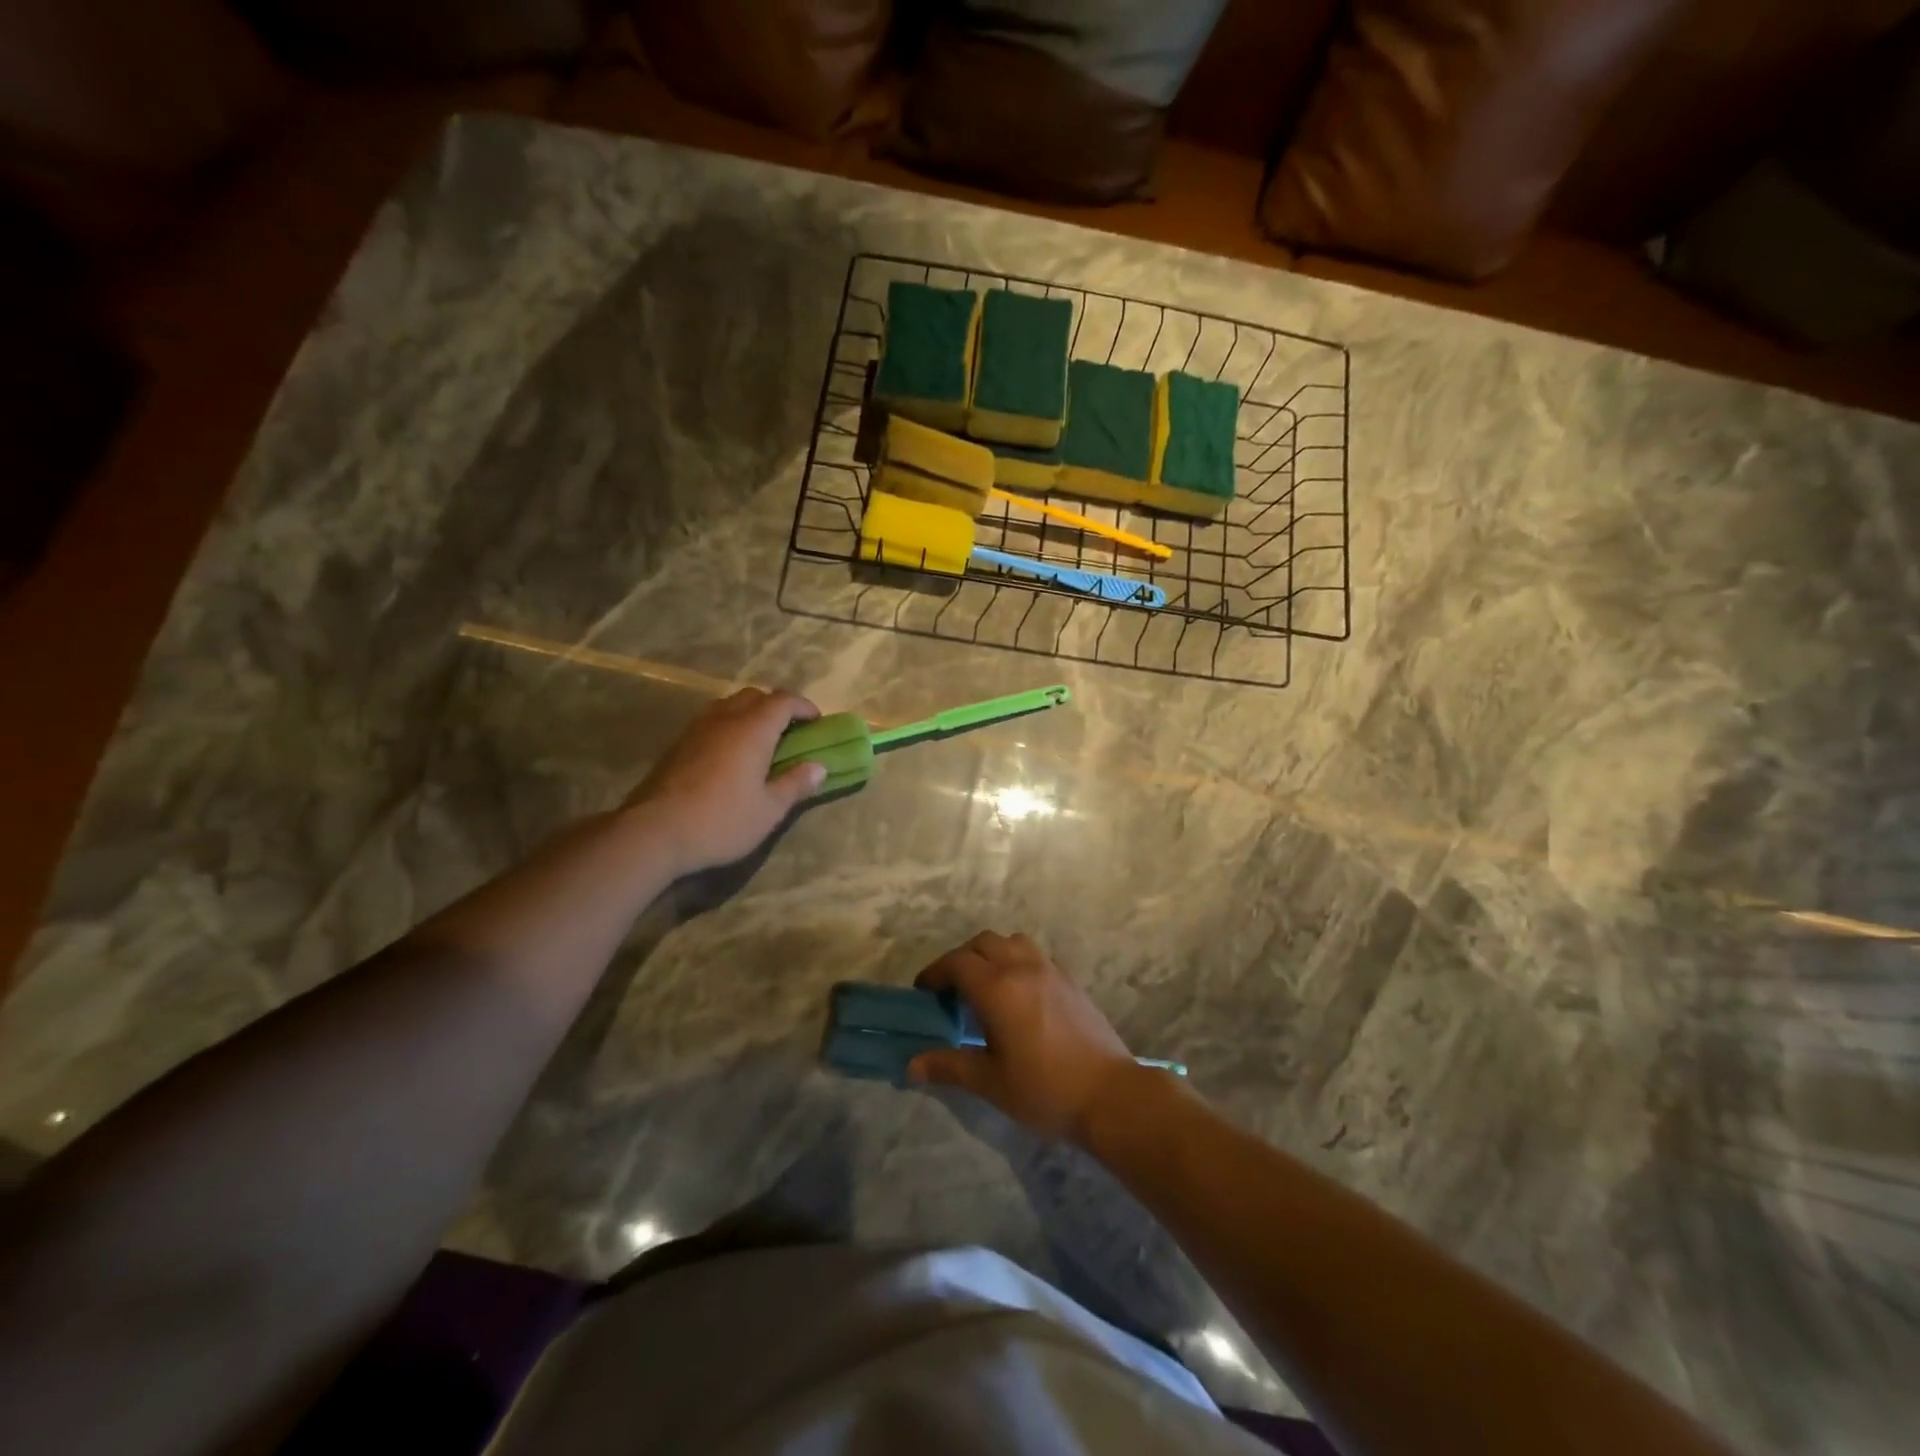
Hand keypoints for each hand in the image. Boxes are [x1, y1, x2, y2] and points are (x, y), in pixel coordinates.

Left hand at [625, 687, 825, 875]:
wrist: (654, 832)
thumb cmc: (720, 820)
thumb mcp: (769, 810)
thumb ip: (795, 784)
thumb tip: (819, 767)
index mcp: (752, 729)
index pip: (783, 701)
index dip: (803, 707)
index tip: (817, 722)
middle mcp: (724, 719)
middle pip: (754, 696)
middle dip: (776, 706)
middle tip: (790, 730)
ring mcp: (696, 729)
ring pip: (729, 705)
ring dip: (750, 714)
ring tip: (760, 740)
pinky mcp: (678, 745)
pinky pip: (711, 721)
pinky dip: (729, 726)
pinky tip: (730, 755)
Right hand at [909, 931, 1139, 1142]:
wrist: (1110, 1095)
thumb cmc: (1044, 1090)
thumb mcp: (991, 1082)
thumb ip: (949, 1066)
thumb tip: (911, 1065)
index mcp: (998, 988)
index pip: (956, 963)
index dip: (935, 973)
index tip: (923, 992)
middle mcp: (1022, 968)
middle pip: (982, 943)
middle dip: (960, 959)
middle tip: (950, 990)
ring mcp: (1049, 970)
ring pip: (1011, 941)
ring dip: (991, 954)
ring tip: (984, 985)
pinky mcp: (1069, 980)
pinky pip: (1034, 954)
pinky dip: (1015, 960)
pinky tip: (1017, 995)